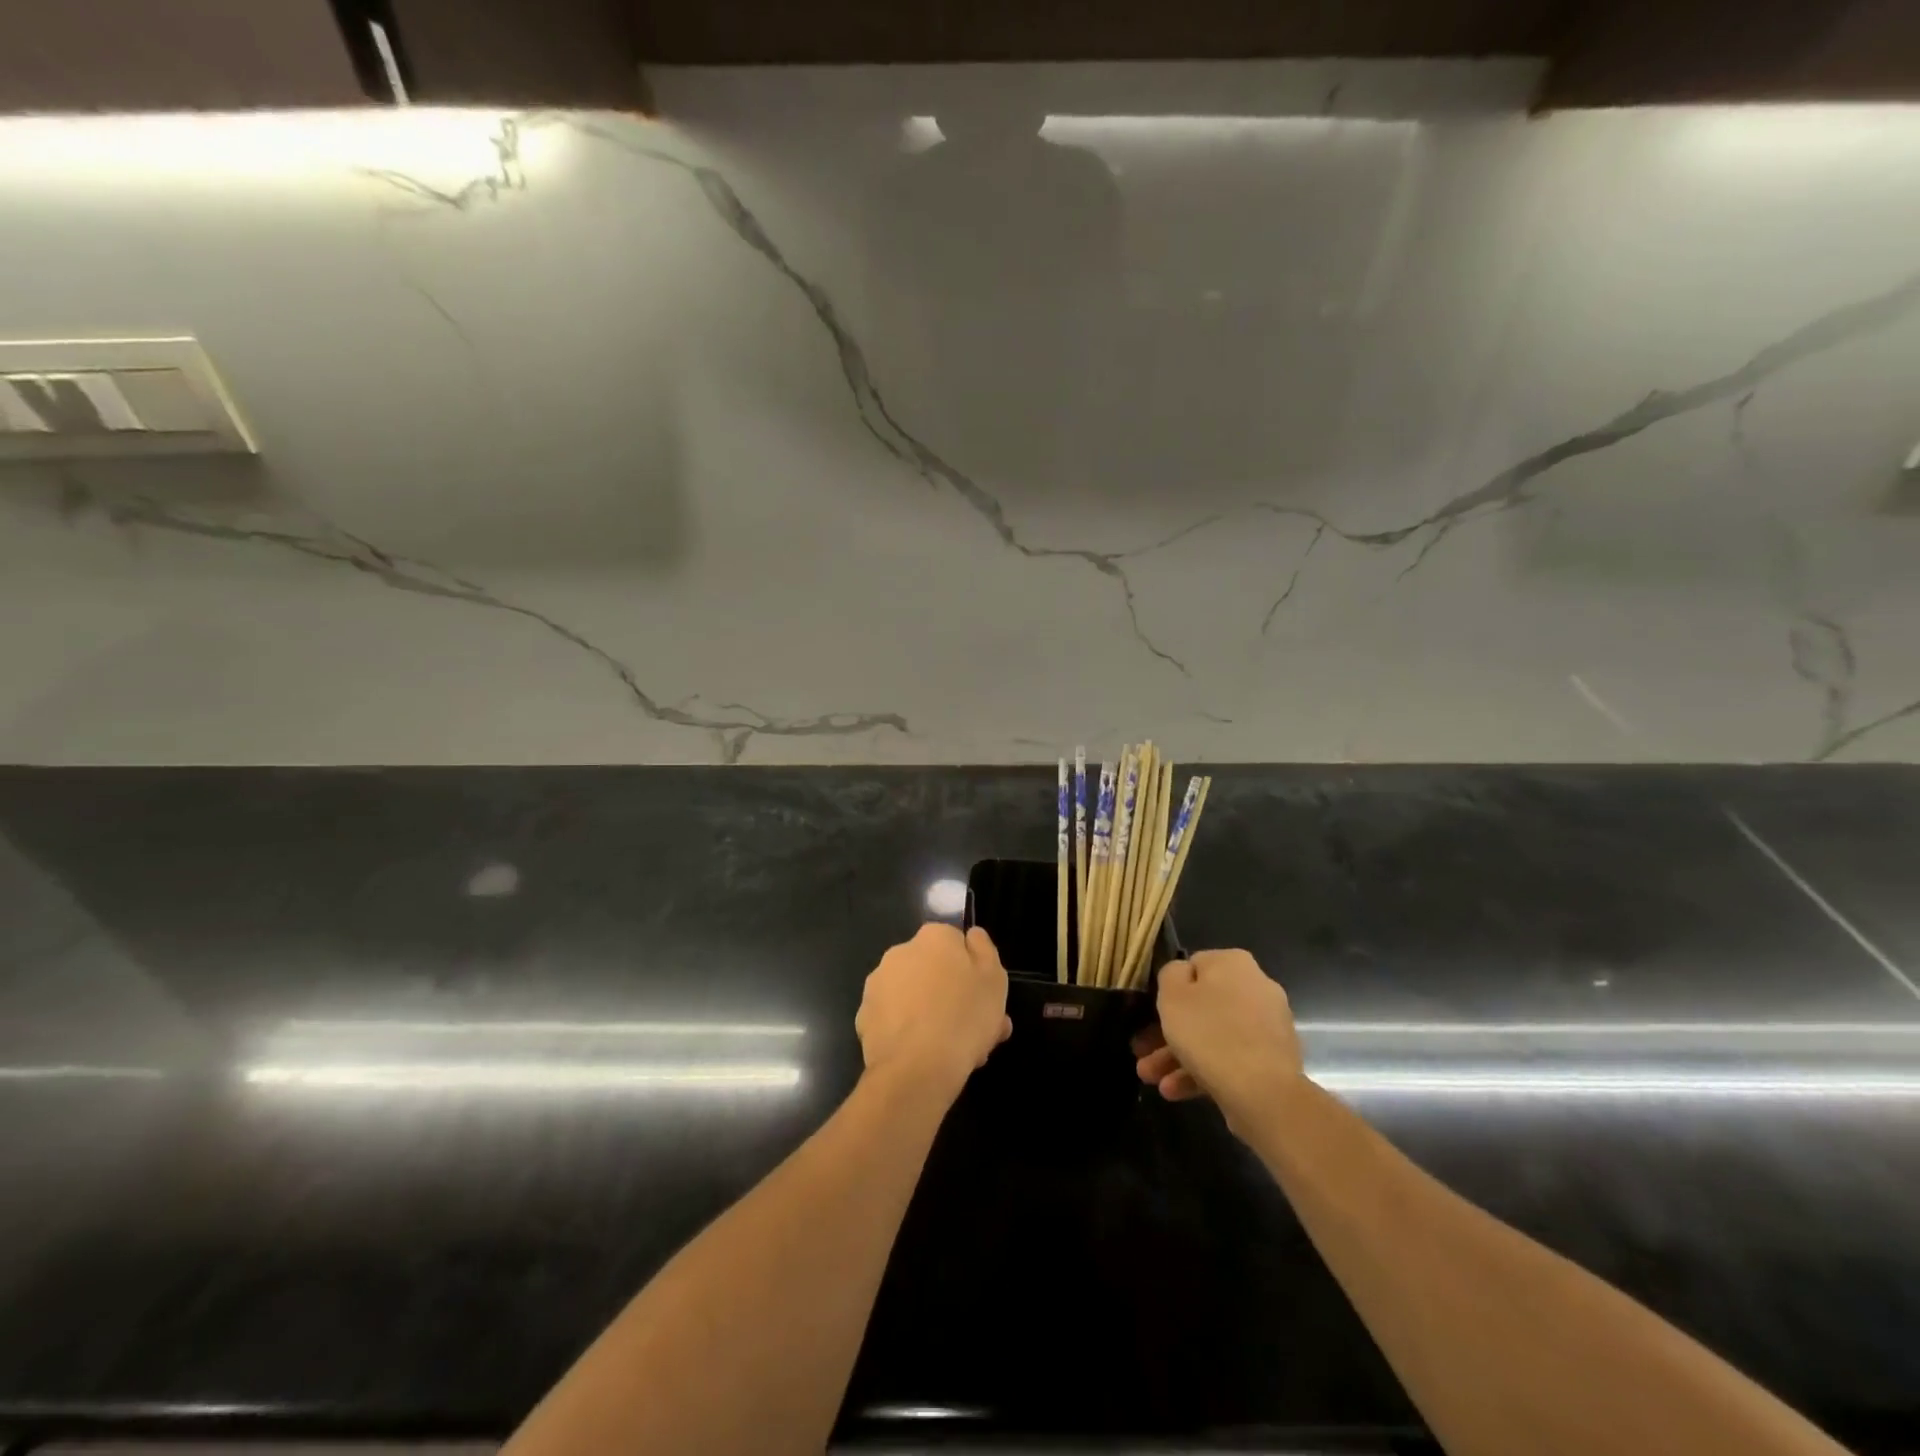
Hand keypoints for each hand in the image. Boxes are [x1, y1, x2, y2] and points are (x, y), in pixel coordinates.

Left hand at [856, 923, 1011, 1096]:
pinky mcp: (864, 1017)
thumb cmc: (964, 1016)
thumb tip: (972, 936)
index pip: (956, 945)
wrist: (916, 1068)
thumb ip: (984, 949)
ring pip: (913, 997)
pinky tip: (924, 1057)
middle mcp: (900, 952)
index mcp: (933, 937)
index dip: (972, 973)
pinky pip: (895, 1020)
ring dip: (930, 1014)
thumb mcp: (994, 978)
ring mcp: (878, 984)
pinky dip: (907, 1033)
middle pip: (933, 971)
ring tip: (951, 1051)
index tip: (983, 1000)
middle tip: (972, 1030)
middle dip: (950, 996)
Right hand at [1132, 949, 1304, 1135]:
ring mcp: (1267, 1026)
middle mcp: (1256, 987)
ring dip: (1179, 1055)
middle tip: (1143, 1053)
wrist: (1265, 1094)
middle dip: (1168, 1032)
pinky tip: (1175, 1091)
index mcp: (1233, 963)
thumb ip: (1170, 974)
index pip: (1192, 966)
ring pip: (1213, 1035)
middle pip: (1201, 1006)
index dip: (1168, 990)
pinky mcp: (1272, 1060)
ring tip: (1151, 1080)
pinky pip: (1231, 1057)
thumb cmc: (1210, 1034)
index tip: (1151, 1013)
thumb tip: (1181, 974)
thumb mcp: (1172, 995)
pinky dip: (1203, 1070)